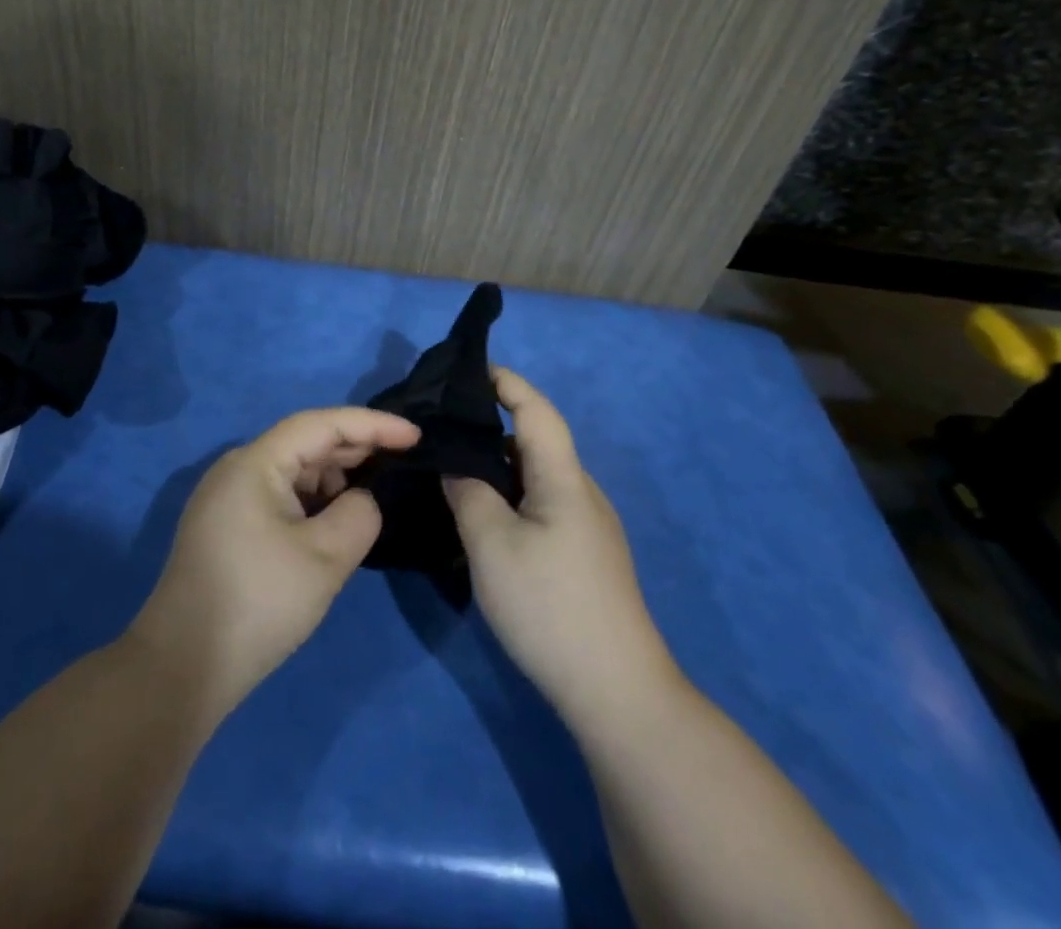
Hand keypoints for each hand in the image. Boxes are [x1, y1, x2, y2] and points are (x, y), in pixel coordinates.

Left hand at [130, 407, 420, 717]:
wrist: (181, 669)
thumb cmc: (257, 603)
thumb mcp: (324, 559)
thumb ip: (358, 515)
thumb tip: (362, 500)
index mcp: (255, 462)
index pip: (321, 424)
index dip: (372, 425)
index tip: (415, 435)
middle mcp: (238, 468)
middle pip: (305, 442)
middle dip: (356, 448)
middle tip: (404, 460)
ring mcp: (228, 497)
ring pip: (292, 470)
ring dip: (334, 476)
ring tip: (375, 492)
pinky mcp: (226, 525)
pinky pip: (279, 495)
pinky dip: (313, 500)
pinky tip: (336, 519)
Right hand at [444, 369, 683, 730]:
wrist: (617, 691)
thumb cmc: (549, 605)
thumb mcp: (492, 544)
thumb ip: (467, 493)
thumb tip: (455, 465)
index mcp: (564, 478)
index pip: (536, 410)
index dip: (506, 382)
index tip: (468, 369)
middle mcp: (582, 491)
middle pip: (536, 440)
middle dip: (492, 423)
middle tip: (443, 427)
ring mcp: (588, 525)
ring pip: (538, 476)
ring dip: (498, 464)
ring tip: (454, 468)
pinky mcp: (586, 555)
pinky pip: (543, 503)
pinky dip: (511, 493)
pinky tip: (486, 516)